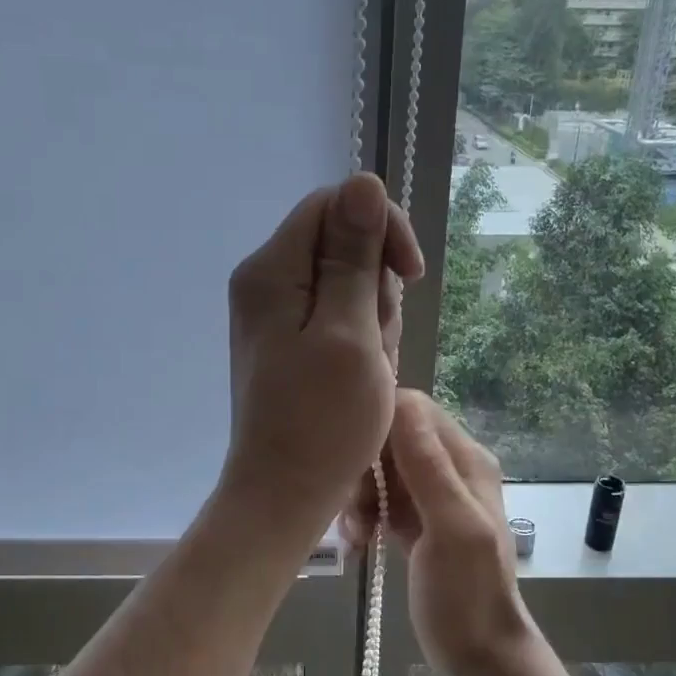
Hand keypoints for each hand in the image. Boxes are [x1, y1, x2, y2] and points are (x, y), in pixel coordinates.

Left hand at [223, 174, 422, 535]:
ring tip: (368, 370)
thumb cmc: (323, 421)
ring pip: (346, 286)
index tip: (409, 275)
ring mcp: (275, 315)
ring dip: (372, 322)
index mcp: (271, 270)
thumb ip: (355, 256)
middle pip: (341, 245)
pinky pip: (338, 320)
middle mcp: (265, 282)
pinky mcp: (288, 343)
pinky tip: (361, 379)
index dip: (381, 228)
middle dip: (375, 289)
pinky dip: (360, 343)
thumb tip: (364, 181)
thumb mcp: (351, 332)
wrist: (284, 494)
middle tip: (376, 344)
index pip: (334, 205)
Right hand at [345, 390, 534, 675]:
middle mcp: (450, 468)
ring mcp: (432, 496)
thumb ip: (429, 466)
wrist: (479, 655)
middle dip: (366, 467)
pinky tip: (359, 542)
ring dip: (361, 496)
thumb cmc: (467, 594)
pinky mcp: (415, 521)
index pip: (414, 410)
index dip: (379, 426)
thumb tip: (402, 402)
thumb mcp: (451, 528)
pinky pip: (382, 500)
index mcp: (466, 460)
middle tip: (356, 507)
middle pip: (392, 439)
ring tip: (357, 533)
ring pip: (382, 471)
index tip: (354, 459)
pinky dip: (365, 515)